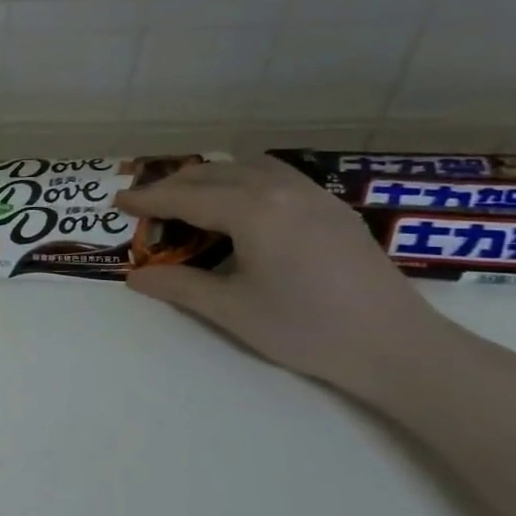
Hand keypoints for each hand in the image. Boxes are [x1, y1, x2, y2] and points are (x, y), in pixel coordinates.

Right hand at [114, 156, 461, 399]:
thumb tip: (135, 277)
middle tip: (146, 206)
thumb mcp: (231, 310)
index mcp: (254, 210)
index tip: (118, 202)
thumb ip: (178, 286)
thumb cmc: (306, 329)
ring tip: (188, 203)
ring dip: (211, 179)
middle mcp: (282, 189)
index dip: (148, 200)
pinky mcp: (334, 209)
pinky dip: (243, 182)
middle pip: (215, 173)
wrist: (397, 347)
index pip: (187, 197)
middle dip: (175, 185)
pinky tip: (240, 210)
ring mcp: (314, 195)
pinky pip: (276, 177)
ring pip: (248, 168)